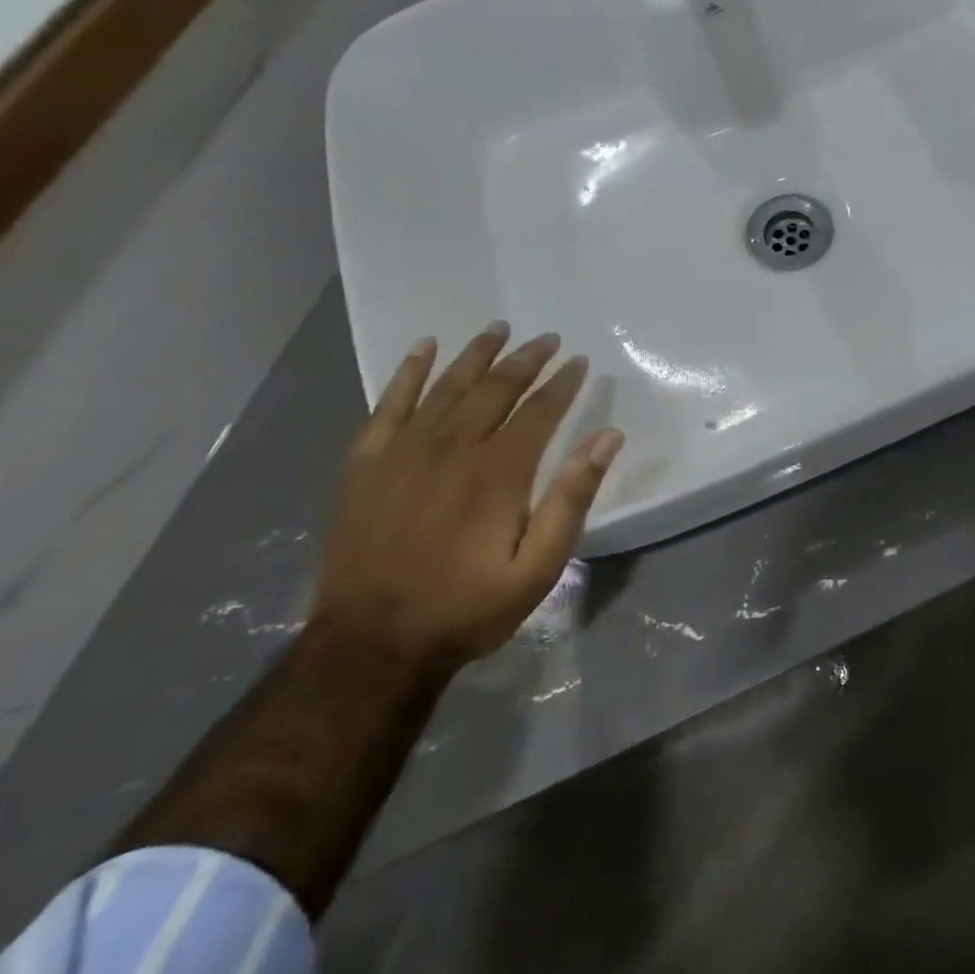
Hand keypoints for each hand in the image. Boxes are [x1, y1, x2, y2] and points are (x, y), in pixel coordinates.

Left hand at [311, 323, 622, 669]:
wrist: (371, 644)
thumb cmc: (467, 607)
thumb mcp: (539, 567)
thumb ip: (572, 498)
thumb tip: (607, 437)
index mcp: (499, 471)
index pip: (539, 410)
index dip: (562, 383)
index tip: (579, 361)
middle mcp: (453, 447)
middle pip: (495, 388)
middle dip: (526, 360)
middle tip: (547, 339)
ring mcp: (404, 451)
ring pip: (448, 386)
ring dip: (476, 354)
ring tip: (499, 329)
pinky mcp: (367, 462)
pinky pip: (389, 403)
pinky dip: (408, 373)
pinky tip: (423, 349)